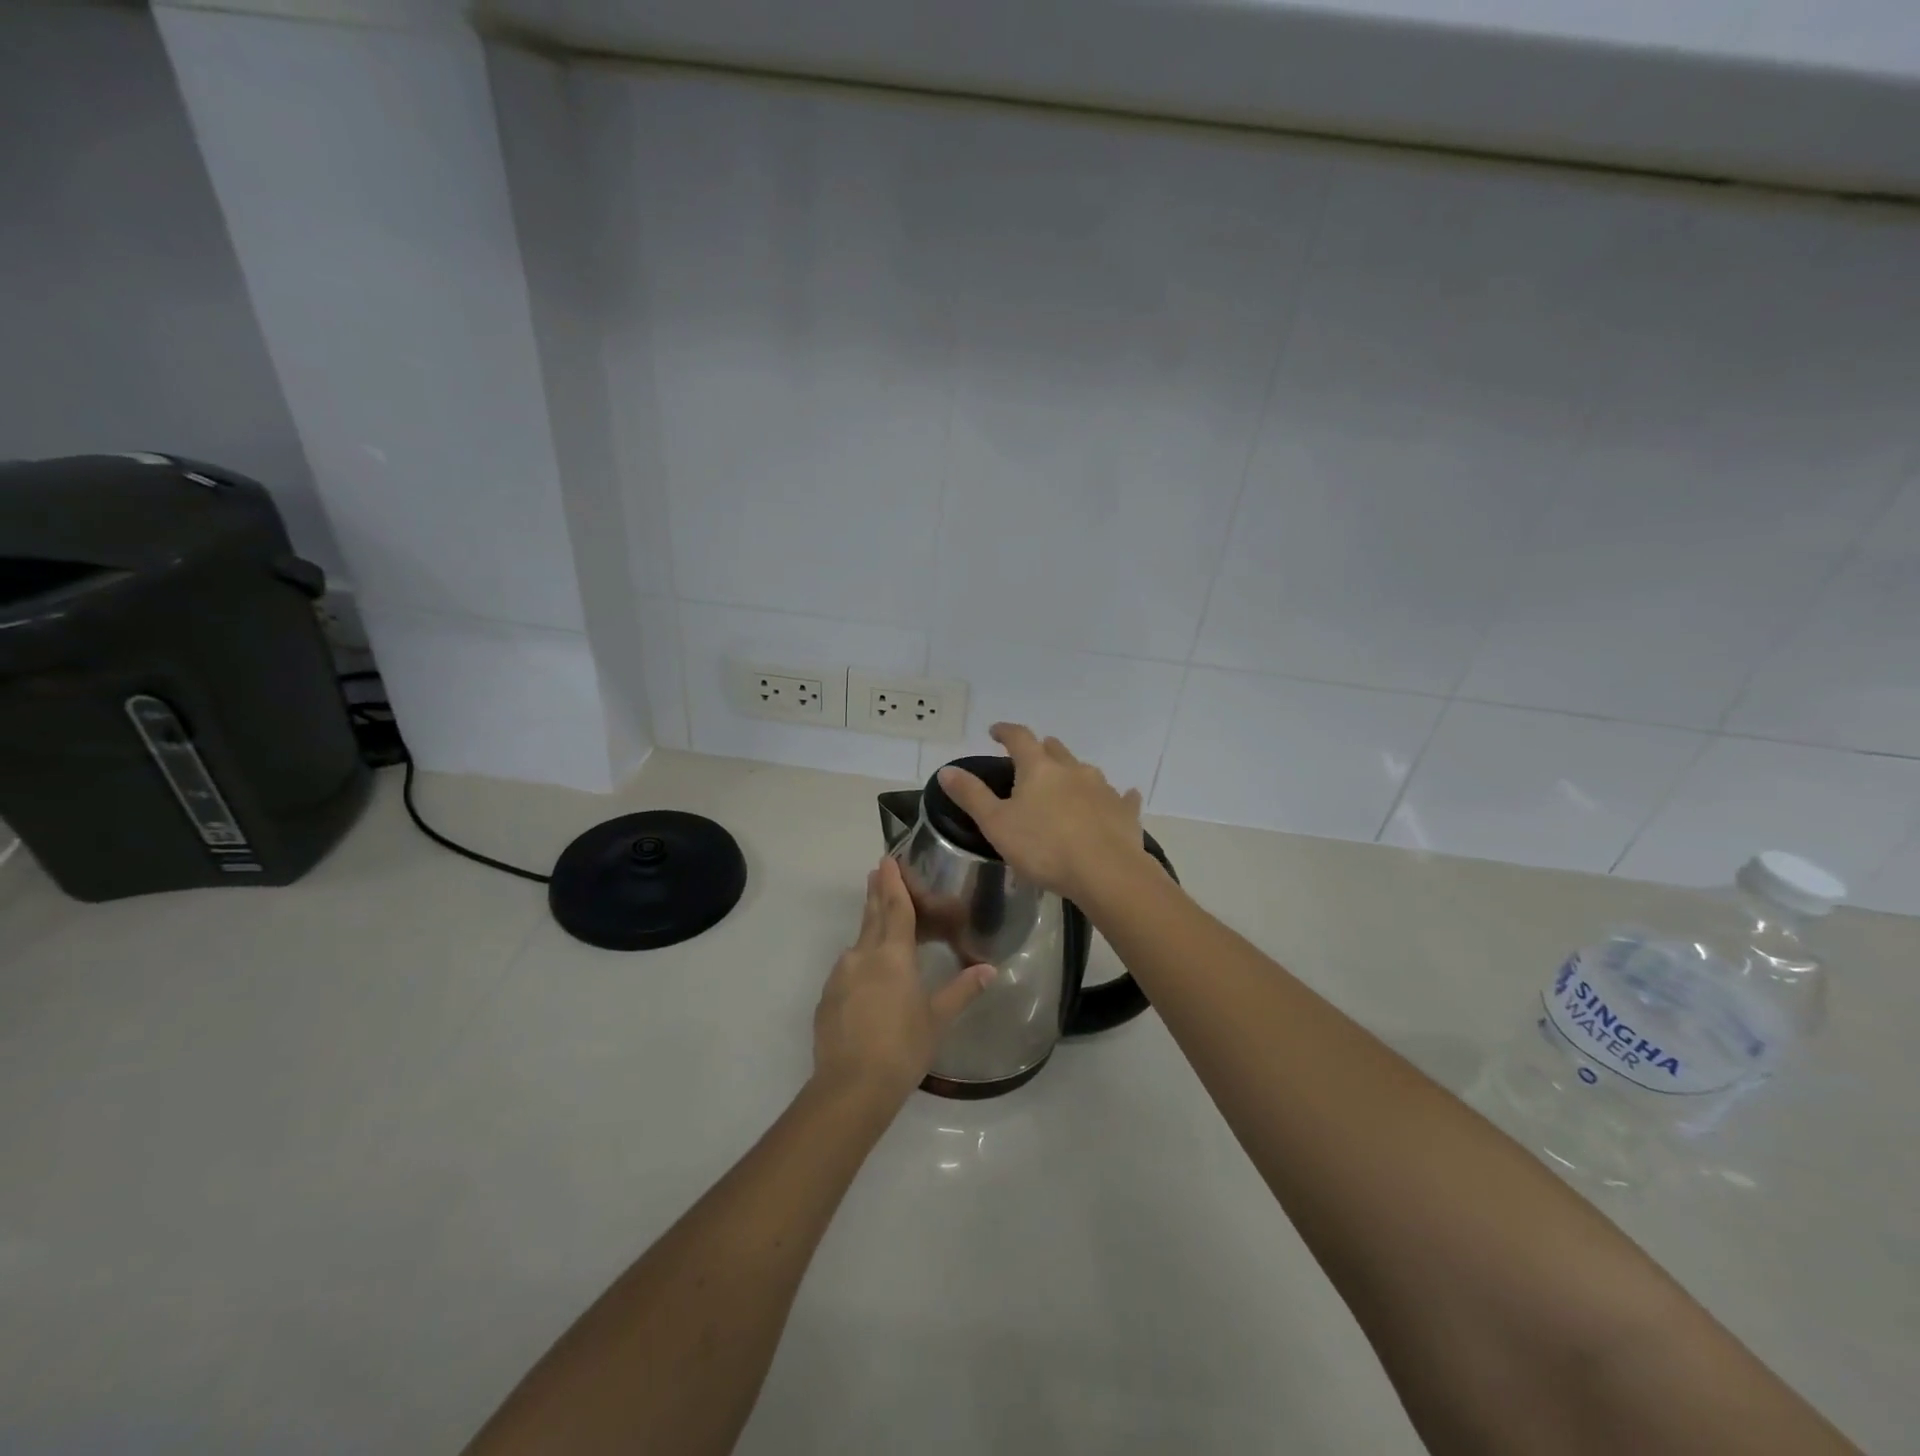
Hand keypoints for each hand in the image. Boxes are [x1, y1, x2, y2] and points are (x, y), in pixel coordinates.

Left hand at [812, 857, 994, 1106]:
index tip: (886, 859)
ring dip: (869, 930)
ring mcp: (840, 976)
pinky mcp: (827, 997)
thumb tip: (989, 970)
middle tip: (877, 872)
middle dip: (876, 893)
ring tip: (880, 927)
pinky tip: (868, 980)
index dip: (893, 883)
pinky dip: (860, 964)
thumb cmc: (902, 1048)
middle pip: (872, 916)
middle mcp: (862, 956)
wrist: (851, 1087)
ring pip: (858, 943)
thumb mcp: (938, 1019)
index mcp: (892, 955)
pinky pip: (848, 970)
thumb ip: (962, 990)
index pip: (895, 908)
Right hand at [937, 724, 1154, 902]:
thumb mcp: (996, 824)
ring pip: (1085, 771)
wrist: (1106, 873)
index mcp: (1039, 768)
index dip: (1005, 731)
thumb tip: (947, 770)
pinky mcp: (1125, 811)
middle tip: (1029, 761)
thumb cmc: (1044, 848)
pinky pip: (1120, 797)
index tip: (995, 731)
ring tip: (1065, 786)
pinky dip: (1115, 797)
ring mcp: (1103, 788)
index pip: (1019, 737)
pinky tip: (1121, 799)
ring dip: (1072, 774)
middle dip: (1040, 750)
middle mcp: (1073, 769)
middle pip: (1055, 749)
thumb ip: (971, 795)